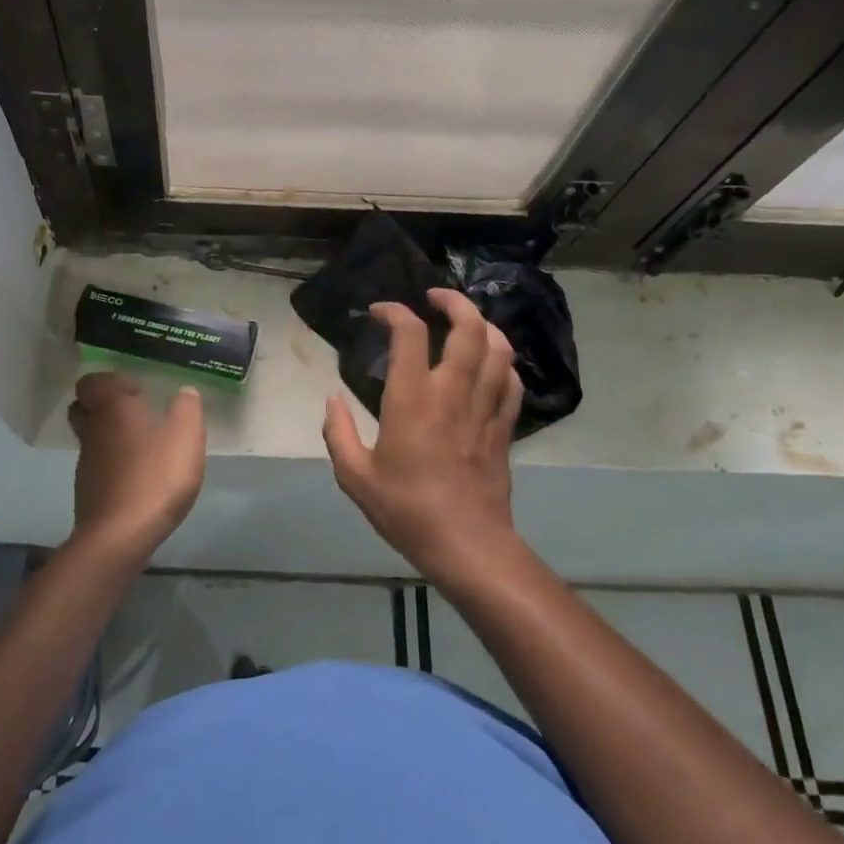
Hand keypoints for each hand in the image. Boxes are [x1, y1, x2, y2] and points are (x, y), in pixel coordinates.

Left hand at [68, 372, 205, 564]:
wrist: (120, 536)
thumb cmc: (155, 477)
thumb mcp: (186, 437)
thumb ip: (187, 409)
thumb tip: (185, 393)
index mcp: (112, 409)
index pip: (91, 382)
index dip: (111, 382)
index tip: (138, 392)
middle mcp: (92, 431)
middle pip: (84, 409)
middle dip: (104, 408)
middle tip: (135, 415)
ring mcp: (86, 464)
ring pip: (91, 439)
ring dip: (112, 439)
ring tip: (144, 449)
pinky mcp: (88, 492)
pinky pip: (99, 468)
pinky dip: (114, 467)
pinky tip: (139, 478)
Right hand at [322, 288, 523, 581]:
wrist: (468, 546)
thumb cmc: (407, 510)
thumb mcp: (355, 477)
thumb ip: (337, 432)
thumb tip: (332, 399)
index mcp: (412, 399)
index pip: (410, 333)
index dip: (394, 312)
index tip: (379, 313)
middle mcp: (452, 392)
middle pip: (468, 327)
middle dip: (453, 302)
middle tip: (434, 297)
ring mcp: (484, 408)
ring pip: (498, 348)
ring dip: (483, 325)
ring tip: (464, 322)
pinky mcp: (503, 427)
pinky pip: (511, 382)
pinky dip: (502, 362)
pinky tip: (489, 364)